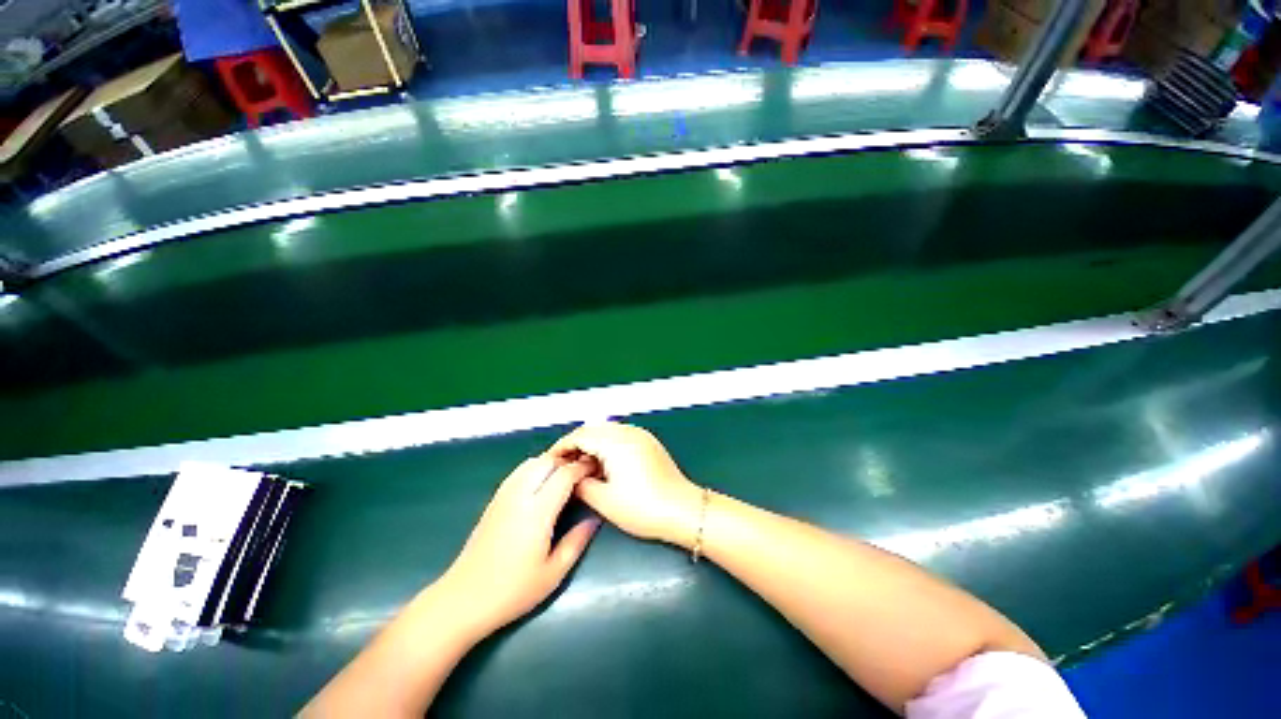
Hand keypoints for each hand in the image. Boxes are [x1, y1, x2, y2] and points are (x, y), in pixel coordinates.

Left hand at [442, 455, 599, 637]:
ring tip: (565, 475)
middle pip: (548, 461)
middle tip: (583, 472)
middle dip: (568, 461)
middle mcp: (520, 496)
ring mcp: (504, 495)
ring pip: (531, 462)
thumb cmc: (512, 591)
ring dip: (551, 462)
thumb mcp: (553, 573)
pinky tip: (542, 483)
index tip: (596, 469)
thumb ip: (577, 541)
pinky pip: (519, 471)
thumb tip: (595, 518)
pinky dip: (536, 468)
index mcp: (537, 512)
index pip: (564, 474)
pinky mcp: (494, 500)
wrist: (462, 600)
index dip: (582, 468)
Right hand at [552, 422, 702, 547]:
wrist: (682, 510)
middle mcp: (627, 431)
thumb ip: (581, 484)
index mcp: (614, 441)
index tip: (550, 461)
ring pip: (607, 431)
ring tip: (581, 465)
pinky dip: (607, 445)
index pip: (580, 436)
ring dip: (592, 444)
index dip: (562, 448)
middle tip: (564, 465)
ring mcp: (640, 435)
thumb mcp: (604, 500)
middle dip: (576, 444)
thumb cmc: (643, 507)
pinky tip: (603, 463)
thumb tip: (571, 478)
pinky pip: (621, 436)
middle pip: (593, 429)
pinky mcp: (648, 442)